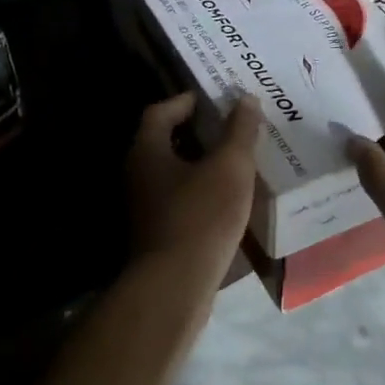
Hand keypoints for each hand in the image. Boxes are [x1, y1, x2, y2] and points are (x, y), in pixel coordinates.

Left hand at [125, 91, 261, 312]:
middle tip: (233, 125)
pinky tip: (230, 197)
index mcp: (148, 151)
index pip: (160, 112)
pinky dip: (202, 190)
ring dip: (203, 163)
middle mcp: (139, 175)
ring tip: (238, 159)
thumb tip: (246, 99)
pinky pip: (181, 199)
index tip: (214, 98)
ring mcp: (145, 207)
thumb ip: (240, 131)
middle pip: (166, 141)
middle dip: (199, 132)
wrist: (176, 286)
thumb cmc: (201, 215)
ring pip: (175, 173)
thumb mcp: (230, 167)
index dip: (186, 101)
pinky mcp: (158, 232)